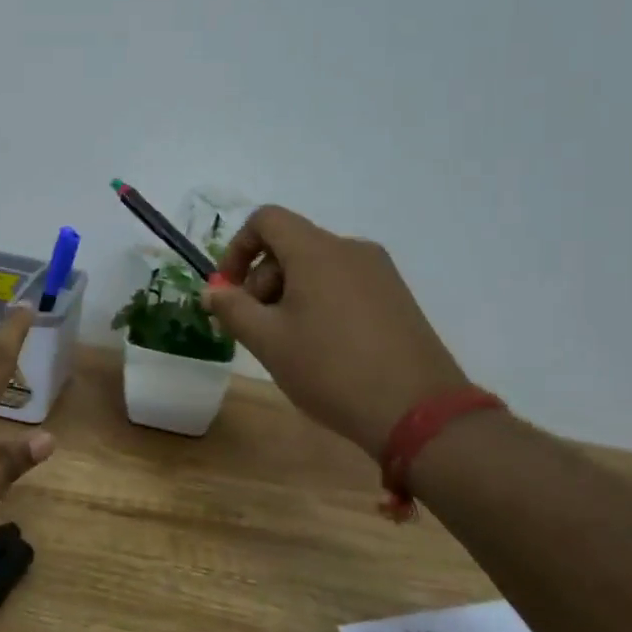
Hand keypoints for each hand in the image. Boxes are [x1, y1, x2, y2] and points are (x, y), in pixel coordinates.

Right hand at [203, 206, 468, 461]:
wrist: (418, 412)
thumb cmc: (331, 370)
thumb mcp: (268, 341)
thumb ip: (232, 309)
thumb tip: (213, 292)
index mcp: (317, 251)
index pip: (266, 220)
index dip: (238, 248)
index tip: (230, 291)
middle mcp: (351, 249)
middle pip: (291, 245)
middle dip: (262, 280)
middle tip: (255, 328)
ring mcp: (379, 272)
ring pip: (317, 266)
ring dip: (289, 293)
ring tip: (288, 343)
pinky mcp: (397, 296)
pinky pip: (344, 283)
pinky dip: (320, 301)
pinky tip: (322, 347)